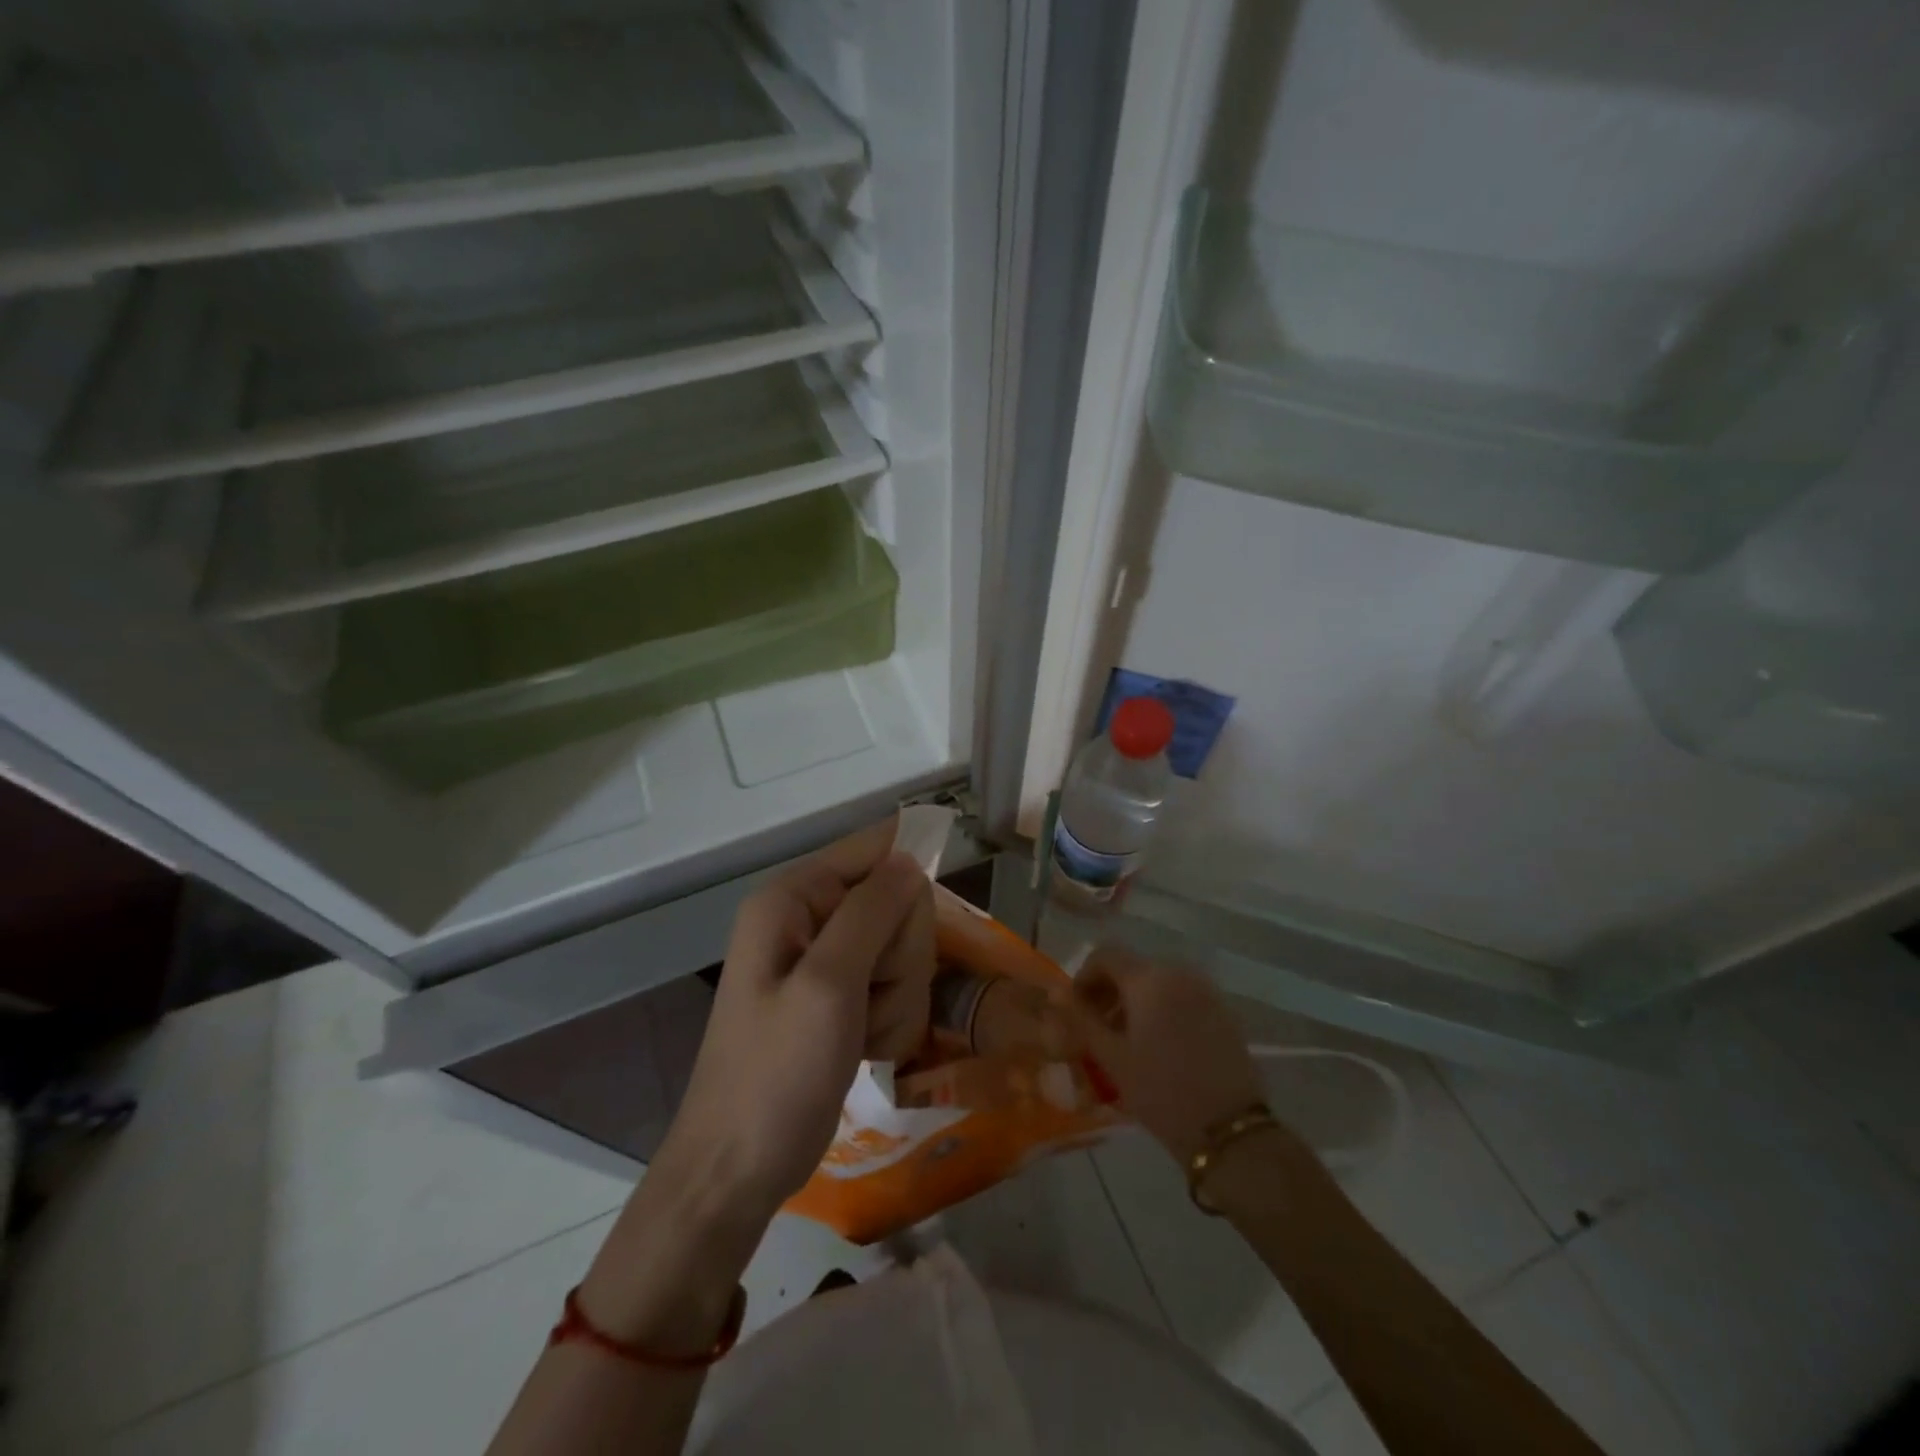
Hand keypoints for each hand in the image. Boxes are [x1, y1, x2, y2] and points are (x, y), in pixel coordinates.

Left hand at [651, 818, 934, 1221]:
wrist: (739, 1169)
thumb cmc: (776, 1074)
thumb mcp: (827, 986)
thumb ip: (871, 913)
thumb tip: (910, 858)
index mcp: (793, 900)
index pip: (871, 848)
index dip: (908, 867)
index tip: (929, 916)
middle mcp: (809, 919)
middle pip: (897, 903)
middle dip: (899, 955)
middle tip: (869, 996)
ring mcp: (827, 963)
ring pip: (904, 950)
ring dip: (897, 995)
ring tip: (861, 1032)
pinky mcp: (842, 999)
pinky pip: (895, 986)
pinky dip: (891, 1018)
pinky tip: (865, 1048)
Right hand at [1066, 949, 1264, 1162]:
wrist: (1230, 1131)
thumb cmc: (1162, 1091)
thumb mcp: (1112, 1058)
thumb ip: (1081, 1020)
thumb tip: (1057, 995)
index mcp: (1149, 978)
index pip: (1105, 955)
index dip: (1083, 978)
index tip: (1075, 1012)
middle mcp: (1179, 972)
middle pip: (1132, 967)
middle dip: (1108, 993)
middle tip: (1096, 1031)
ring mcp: (1205, 990)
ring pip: (1157, 983)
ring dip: (1133, 1003)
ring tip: (1124, 1044)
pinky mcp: (1222, 1012)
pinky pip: (1181, 997)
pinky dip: (1160, 1011)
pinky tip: (1157, 1049)